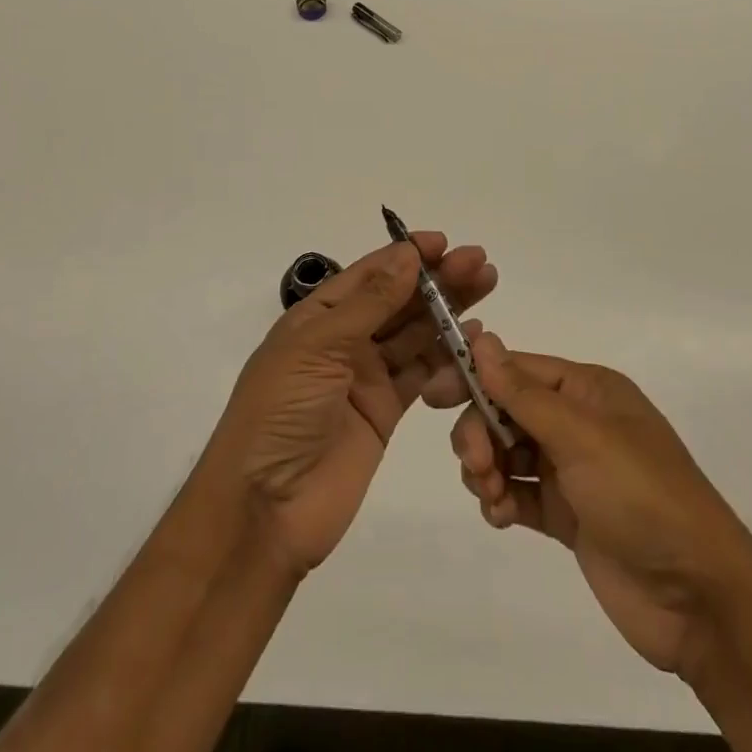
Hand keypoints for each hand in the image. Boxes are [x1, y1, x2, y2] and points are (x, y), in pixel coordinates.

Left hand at [206, 234, 495, 578]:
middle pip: (398, 300)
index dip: (406, 256)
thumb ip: (369, 304)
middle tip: (479, 262)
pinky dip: (447, 355)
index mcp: (318, 317)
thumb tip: (407, 255)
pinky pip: (421, 373)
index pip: (369, 274)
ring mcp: (366, 376)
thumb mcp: (318, 348)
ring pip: (414, 332)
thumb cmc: (280, 413)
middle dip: (437, 279)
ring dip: (448, 310)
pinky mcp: (386, 411)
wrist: (265, 509)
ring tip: (486, 285)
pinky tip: (472, 338)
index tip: (444, 242)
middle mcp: (344, 340)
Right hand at [449, 334, 750, 678]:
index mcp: (587, 391)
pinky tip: (501, 516)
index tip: (434, 395)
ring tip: (493, 497)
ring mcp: (572, 471)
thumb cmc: (642, 496)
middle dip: (481, 432)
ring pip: (507, 452)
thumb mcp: (582, 436)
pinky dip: (502, 501)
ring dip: (488, 469)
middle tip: (476, 465)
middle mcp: (577, 423)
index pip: (517, 369)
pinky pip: (518, 493)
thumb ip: (524, 392)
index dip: (475, 377)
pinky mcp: (567, 516)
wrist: (698, 599)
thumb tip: (481, 338)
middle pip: (505, 410)